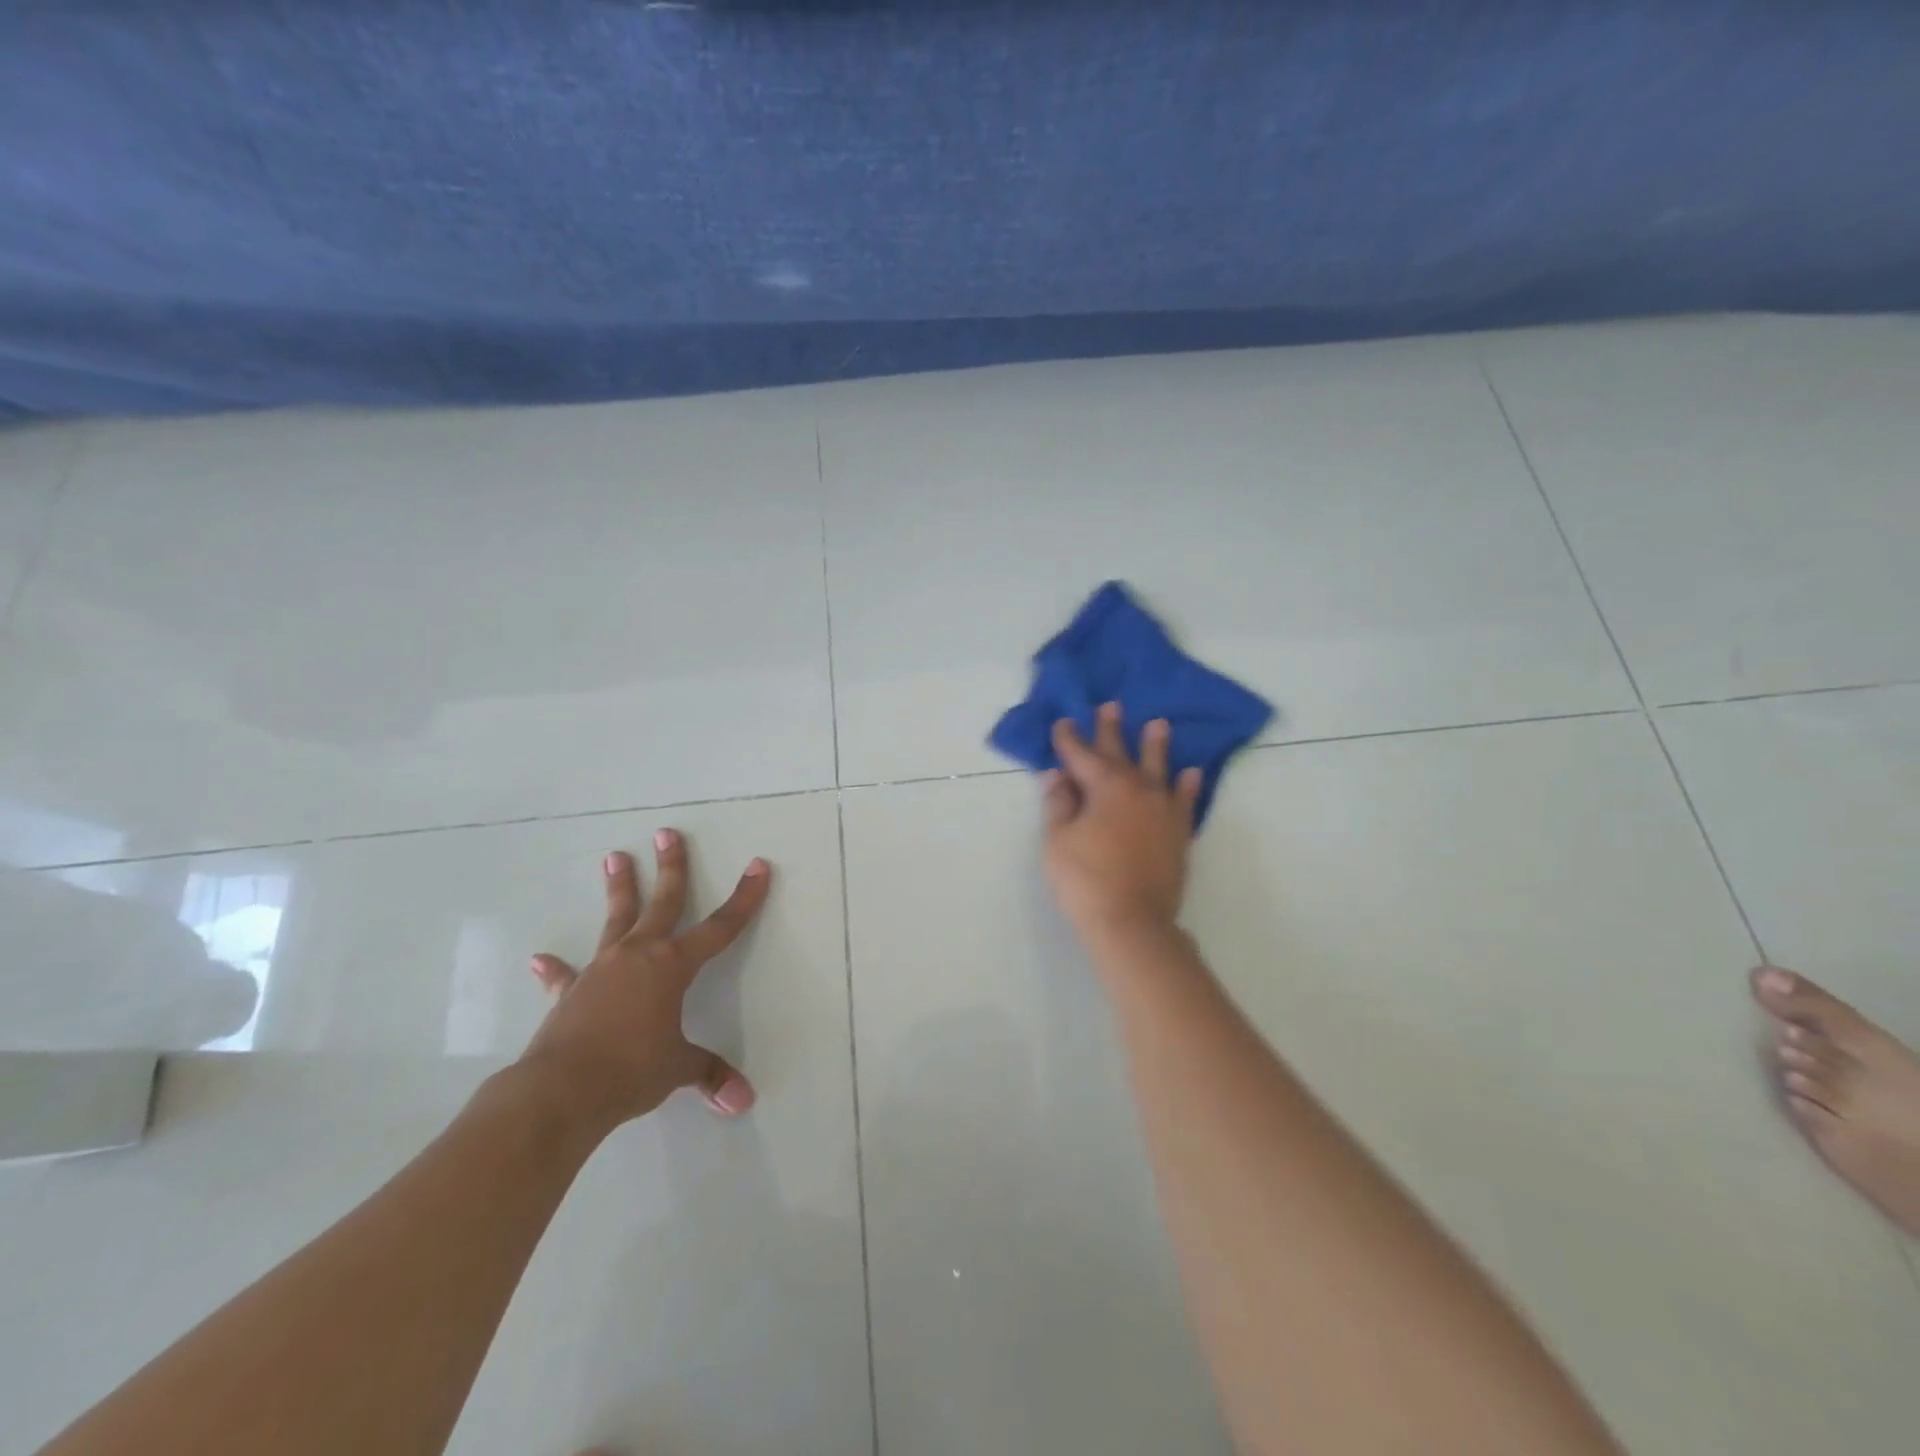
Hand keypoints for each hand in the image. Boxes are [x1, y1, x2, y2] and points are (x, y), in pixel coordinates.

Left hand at [515, 829, 770, 1133]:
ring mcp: (601, 970)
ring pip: (616, 920)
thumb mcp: (677, 1068)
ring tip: (614, 857)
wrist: (560, 1091)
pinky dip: (556, 968)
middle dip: (670, 868)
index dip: (744, 898)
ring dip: (619, 889)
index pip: (720, 927)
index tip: (758, 866)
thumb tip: (742, 1101)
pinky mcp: (570, 993)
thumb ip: (709, 1074)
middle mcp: (639, 955)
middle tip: (666, 834)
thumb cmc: (630, 1070)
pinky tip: (541, 958)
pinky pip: (566, 975)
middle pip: (662, 902)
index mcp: (672, 966)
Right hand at [1042, 701, 1203, 943]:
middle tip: (1111, 706)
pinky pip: (1185, 801)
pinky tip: (1191, 773)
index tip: (1063, 722)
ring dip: (1156, 746)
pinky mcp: (1178, 833)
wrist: (1131, 922)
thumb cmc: (1085, 880)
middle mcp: (1138, 790)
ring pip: (1159, 769)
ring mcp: (1163, 811)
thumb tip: (1057, 776)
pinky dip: (1188, 785)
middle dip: (1111, 730)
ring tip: (1159, 725)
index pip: (1082, 755)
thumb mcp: (1058, 841)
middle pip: (1121, 754)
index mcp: (1105, 787)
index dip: (1070, 739)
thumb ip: (1059, 804)